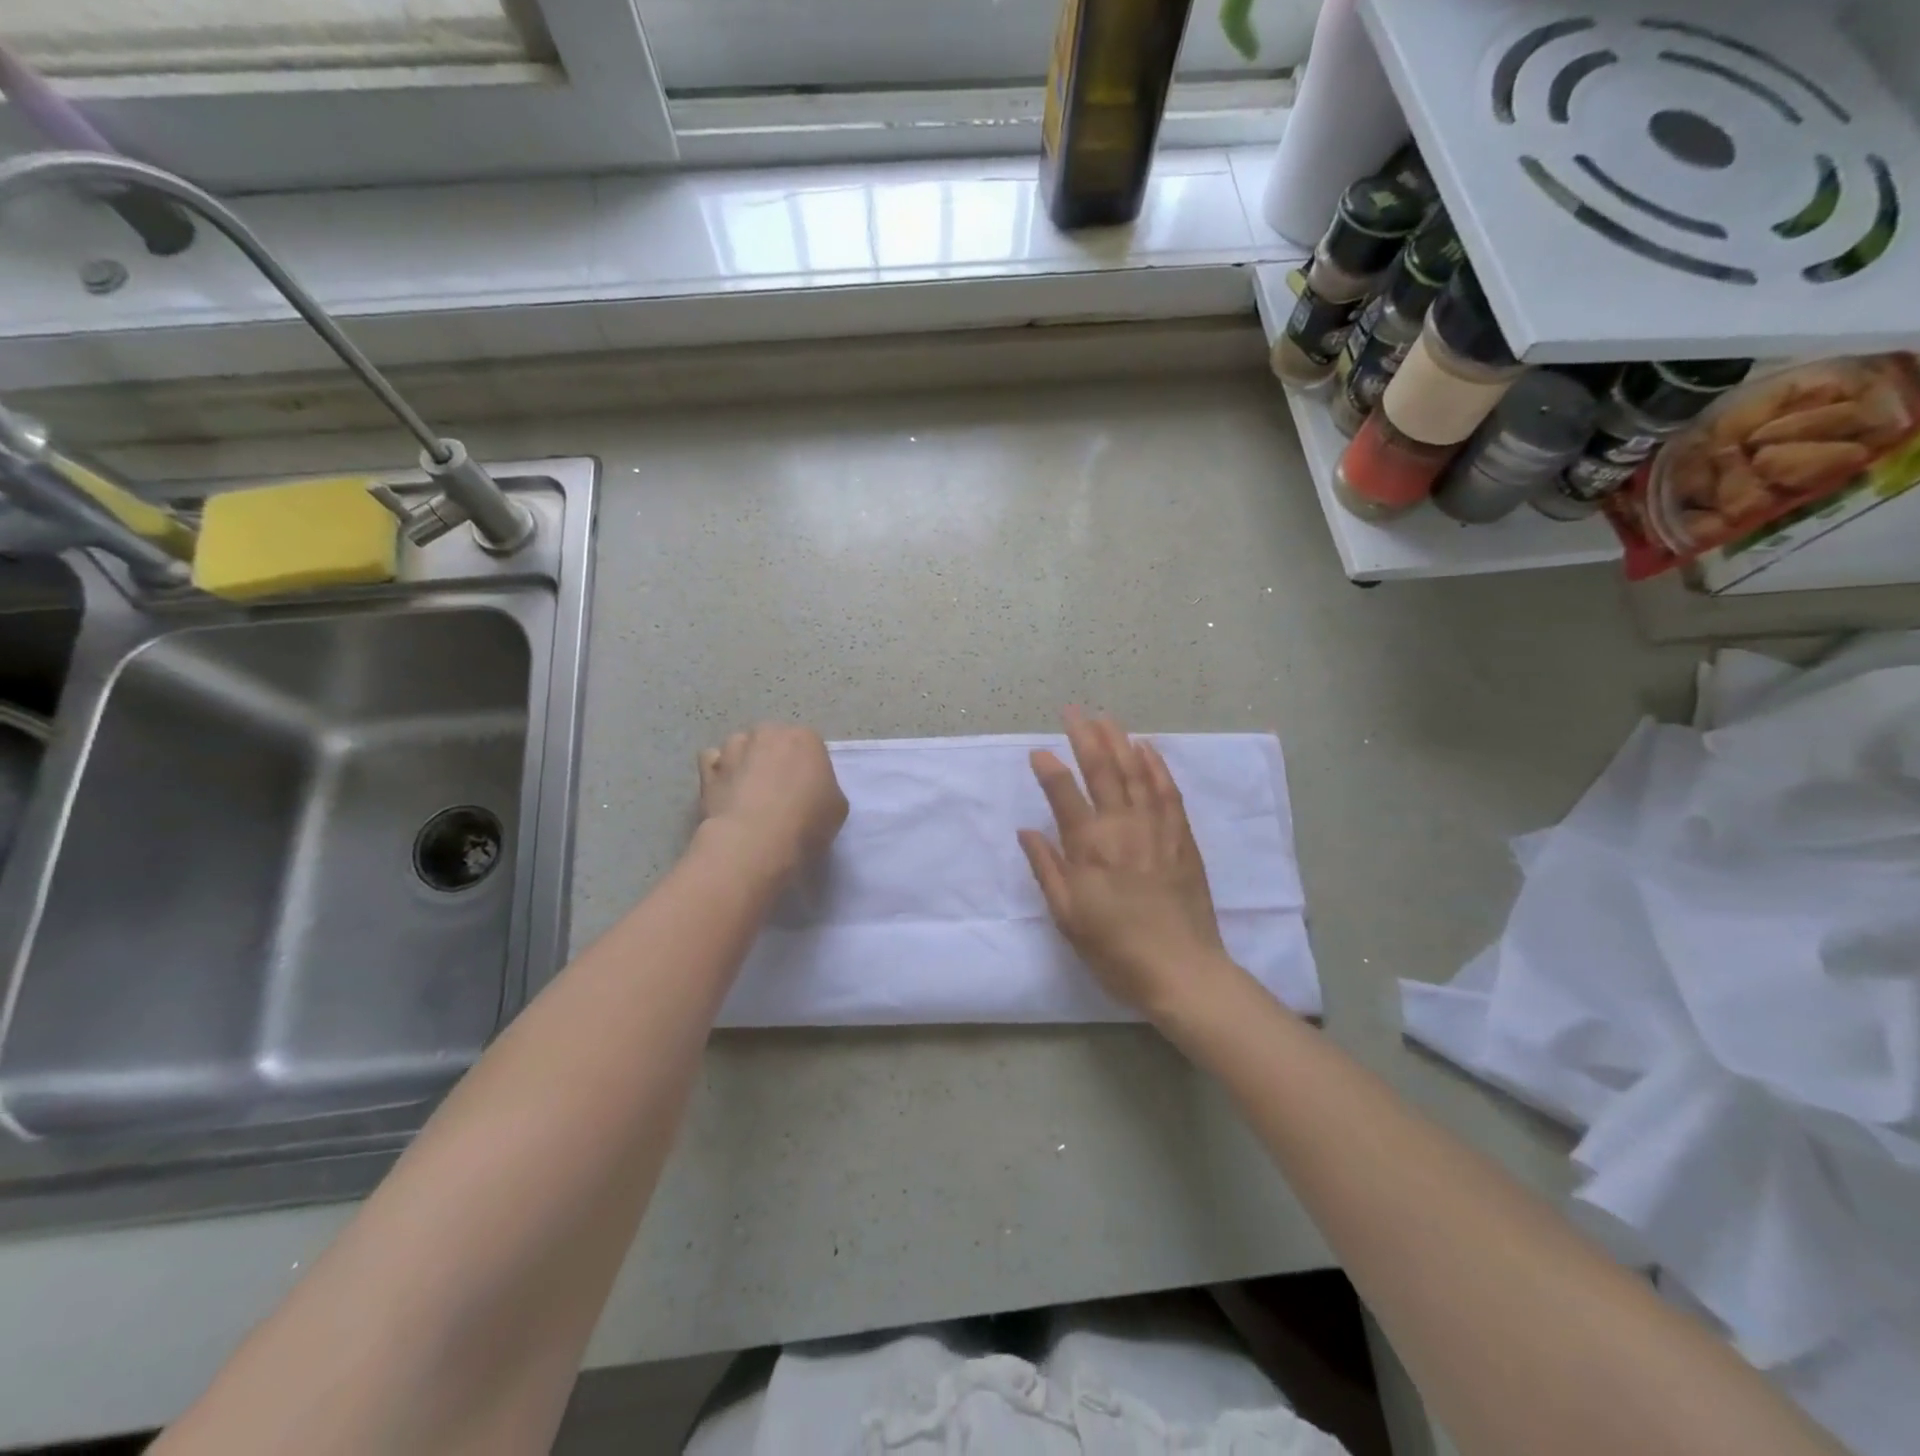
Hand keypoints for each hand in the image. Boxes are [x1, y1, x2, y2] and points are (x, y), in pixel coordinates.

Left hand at [697, 724, 847, 880]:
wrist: (756, 842)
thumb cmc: (807, 822)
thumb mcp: (837, 807)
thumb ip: (824, 788)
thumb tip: (809, 792)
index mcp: (805, 738)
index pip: (810, 746)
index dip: (808, 768)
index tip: (807, 791)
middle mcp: (768, 733)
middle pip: (773, 740)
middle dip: (775, 759)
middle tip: (779, 791)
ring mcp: (734, 748)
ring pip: (741, 746)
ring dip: (745, 761)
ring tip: (748, 793)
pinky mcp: (707, 768)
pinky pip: (713, 761)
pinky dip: (719, 771)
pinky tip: (726, 792)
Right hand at [1018, 708, 1236, 1022]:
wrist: (1181, 970)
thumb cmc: (1115, 949)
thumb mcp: (1068, 916)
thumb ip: (1047, 869)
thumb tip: (1027, 831)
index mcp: (1090, 848)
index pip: (1064, 795)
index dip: (1049, 770)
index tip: (1037, 752)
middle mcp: (1122, 827)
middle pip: (1102, 771)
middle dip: (1085, 737)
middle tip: (1073, 711)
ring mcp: (1157, 828)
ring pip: (1136, 773)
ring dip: (1119, 742)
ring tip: (1106, 719)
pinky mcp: (1182, 837)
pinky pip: (1169, 791)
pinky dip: (1157, 766)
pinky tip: (1147, 749)